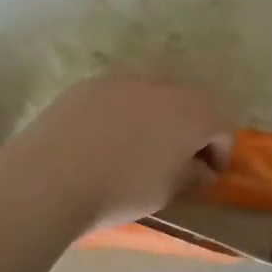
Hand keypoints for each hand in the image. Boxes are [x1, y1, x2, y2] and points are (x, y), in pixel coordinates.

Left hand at [9, 76, 232, 232]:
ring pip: (153, 94)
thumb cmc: (121, 190)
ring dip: (157, 117)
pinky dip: (124, 113)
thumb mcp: (167, 192)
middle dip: (191, 128)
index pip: (221, 125)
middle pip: (190, 102)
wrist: (50, 177)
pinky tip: (106, 140)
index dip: (220, 151)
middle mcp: (163, 86)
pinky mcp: (90, 84)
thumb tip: (200, 167)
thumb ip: (192, 174)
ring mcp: (123, 80)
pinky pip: (120, 95)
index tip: (209, 175)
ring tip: (141, 147)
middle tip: (180, 158)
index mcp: (192, 112)